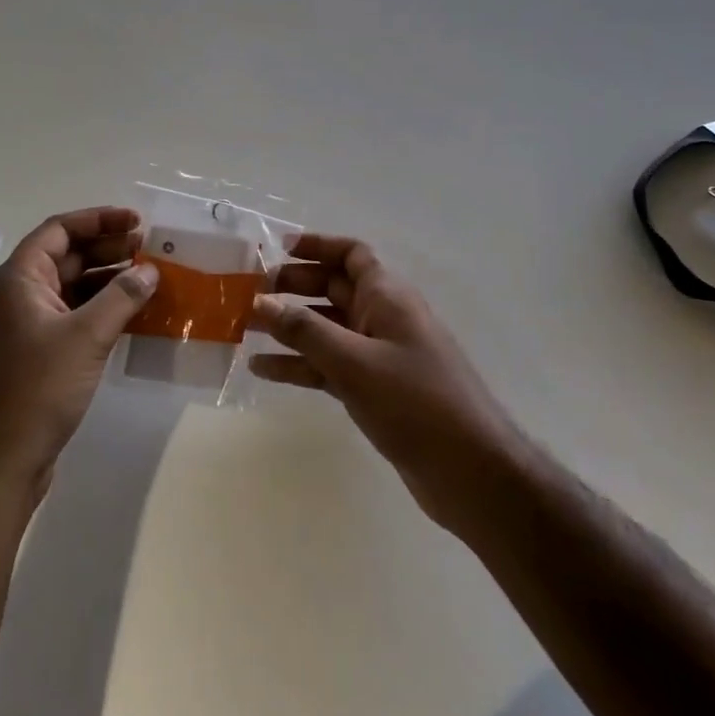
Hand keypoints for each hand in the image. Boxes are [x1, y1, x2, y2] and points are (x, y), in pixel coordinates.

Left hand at [0, 207, 158, 503]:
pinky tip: (132, 315)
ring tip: (148, 279)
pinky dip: (101, 310)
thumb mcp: (85, 337)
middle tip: (149, 249)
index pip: (60, 230)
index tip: (138, 221)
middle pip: (66, 257)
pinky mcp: (36, 357)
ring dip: (108, 280)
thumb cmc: (34, 389)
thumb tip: (149, 269)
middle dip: (108, 248)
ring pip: (72, 289)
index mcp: (19, 279)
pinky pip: (73, 318)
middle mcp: (18, 296)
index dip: (99, 219)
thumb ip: (121, 297)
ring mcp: (26, 328)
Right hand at [249, 235, 530, 538]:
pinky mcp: (375, 389)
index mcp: (388, 295)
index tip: (277, 249)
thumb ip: (305, 330)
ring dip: (289, 328)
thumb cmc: (415, 401)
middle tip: (249, 294)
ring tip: (244, 329)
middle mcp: (383, 316)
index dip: (317, 245)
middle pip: (333, 288)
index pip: (352, 254)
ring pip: (327, 329)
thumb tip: (260, 300)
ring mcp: (380, 354)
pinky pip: (330, 365)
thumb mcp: (354, 361)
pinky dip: (301, 364)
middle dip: (293, 287)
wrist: (470, 469)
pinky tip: (264, 370)